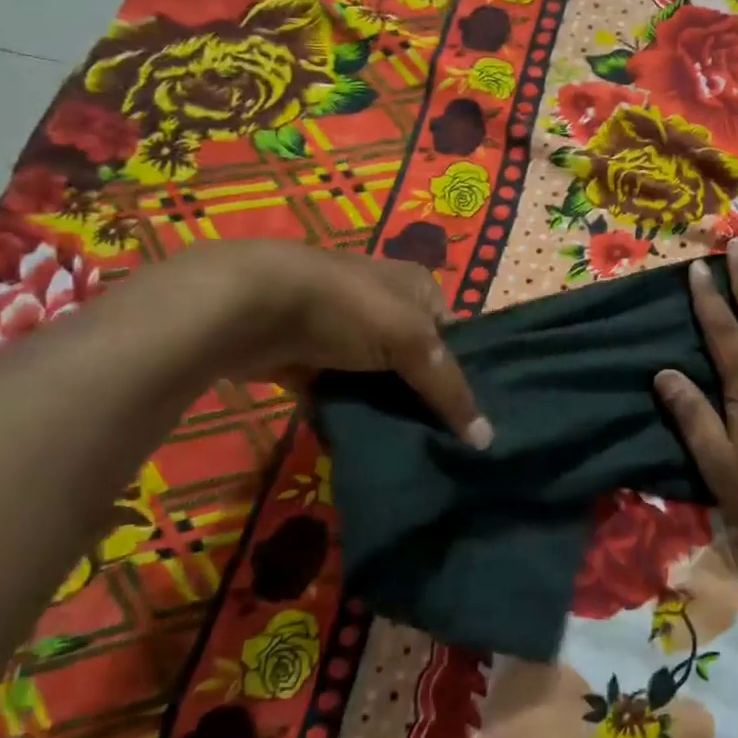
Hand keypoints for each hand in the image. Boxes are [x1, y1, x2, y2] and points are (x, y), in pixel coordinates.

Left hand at [145, 241, 490, 446]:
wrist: (250, 305)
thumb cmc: (347, 308)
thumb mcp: (413, 342)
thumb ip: (449, 390)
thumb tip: (487, 441)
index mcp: (418, 287)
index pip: (454, 337)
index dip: (463, 376)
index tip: (470, 420)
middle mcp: (386, 304)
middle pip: (417, 362)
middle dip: (424, 400)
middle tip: (442, 444)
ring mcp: (345, 332)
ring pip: (379, 381)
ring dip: (386, 410)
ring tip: (408, 450)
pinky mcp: (310, 358)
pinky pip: (341, 393)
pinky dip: (349, 414)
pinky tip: (364, 442)